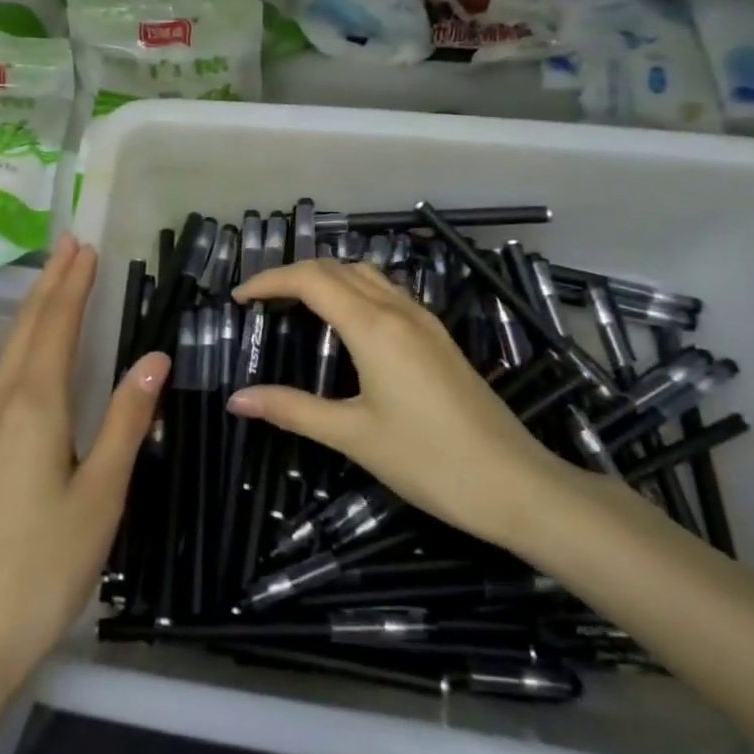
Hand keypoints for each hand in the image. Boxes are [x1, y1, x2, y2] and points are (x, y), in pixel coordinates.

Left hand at [0, 235, 169, 696]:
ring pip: (12, 349)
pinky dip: (25, 342)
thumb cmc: (46, 563)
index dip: (73, 284)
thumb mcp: (101, 492)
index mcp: (33, 405)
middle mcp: (1, 402)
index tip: (87, 246)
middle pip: (28, 328)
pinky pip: (5, 373)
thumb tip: (154, 356)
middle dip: (51, 283)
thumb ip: (125, 419)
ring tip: (56, 279)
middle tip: (70, 243)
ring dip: (36, 308)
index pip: (57, 326)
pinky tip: (33, 348)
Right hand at [229, 259, 573, 550]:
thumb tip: (236, 399)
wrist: (517, 485)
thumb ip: (292, 410)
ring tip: (295, 304)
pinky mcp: (439, 338)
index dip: (269, 281)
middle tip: (260, 301)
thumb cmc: (430, 461)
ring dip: (326, 277)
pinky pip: (387, 292)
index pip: (310, 280)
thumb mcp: (353, 436)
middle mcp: (399, 311)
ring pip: (366, 274)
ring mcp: (424, 321)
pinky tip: (346, 323)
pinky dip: (354, 290)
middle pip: (336, 268)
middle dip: (292, 274)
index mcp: (373, 327)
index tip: (239, 298)